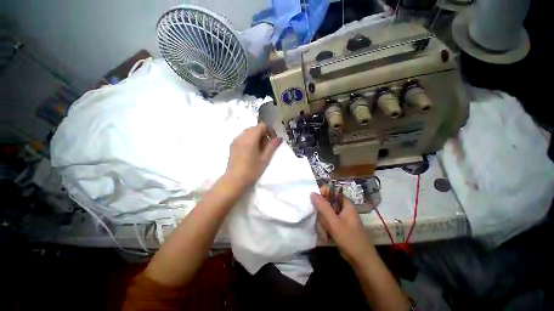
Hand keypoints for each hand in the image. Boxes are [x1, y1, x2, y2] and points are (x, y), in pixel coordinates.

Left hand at [225, 123, 281, 187]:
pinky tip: (251, 151)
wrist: (234, 180)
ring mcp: (235, 140)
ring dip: (256, 136)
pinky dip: (249, 139)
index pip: (261, 126)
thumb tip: (279, 138)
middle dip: (262, 134)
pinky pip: (243, 137)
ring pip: (248, 132)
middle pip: (254, 128)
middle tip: (267, 146)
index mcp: (250, 138)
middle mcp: (241, 136)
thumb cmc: (251, 170)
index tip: (272, 140)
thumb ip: (272, 146)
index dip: (269, 130)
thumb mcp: (265, 159)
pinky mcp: (232, 145)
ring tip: (259, 149)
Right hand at [311, 186, 375, 264]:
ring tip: (325, 233)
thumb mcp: (334, 222)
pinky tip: (326, 236)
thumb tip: (312, 193)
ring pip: (325, 213)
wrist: (361, 260)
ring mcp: (340, 217)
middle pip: (326, 203)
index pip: (331, 191)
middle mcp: (343, 208)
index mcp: (345, 203)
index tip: (315, 202)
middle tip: (322, 223)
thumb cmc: (350, 239)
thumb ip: (323, 207)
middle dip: (322, 214)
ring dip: (323, 223)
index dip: (322, 194)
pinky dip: (325, 228)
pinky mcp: (338, 225)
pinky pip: (327, 221)